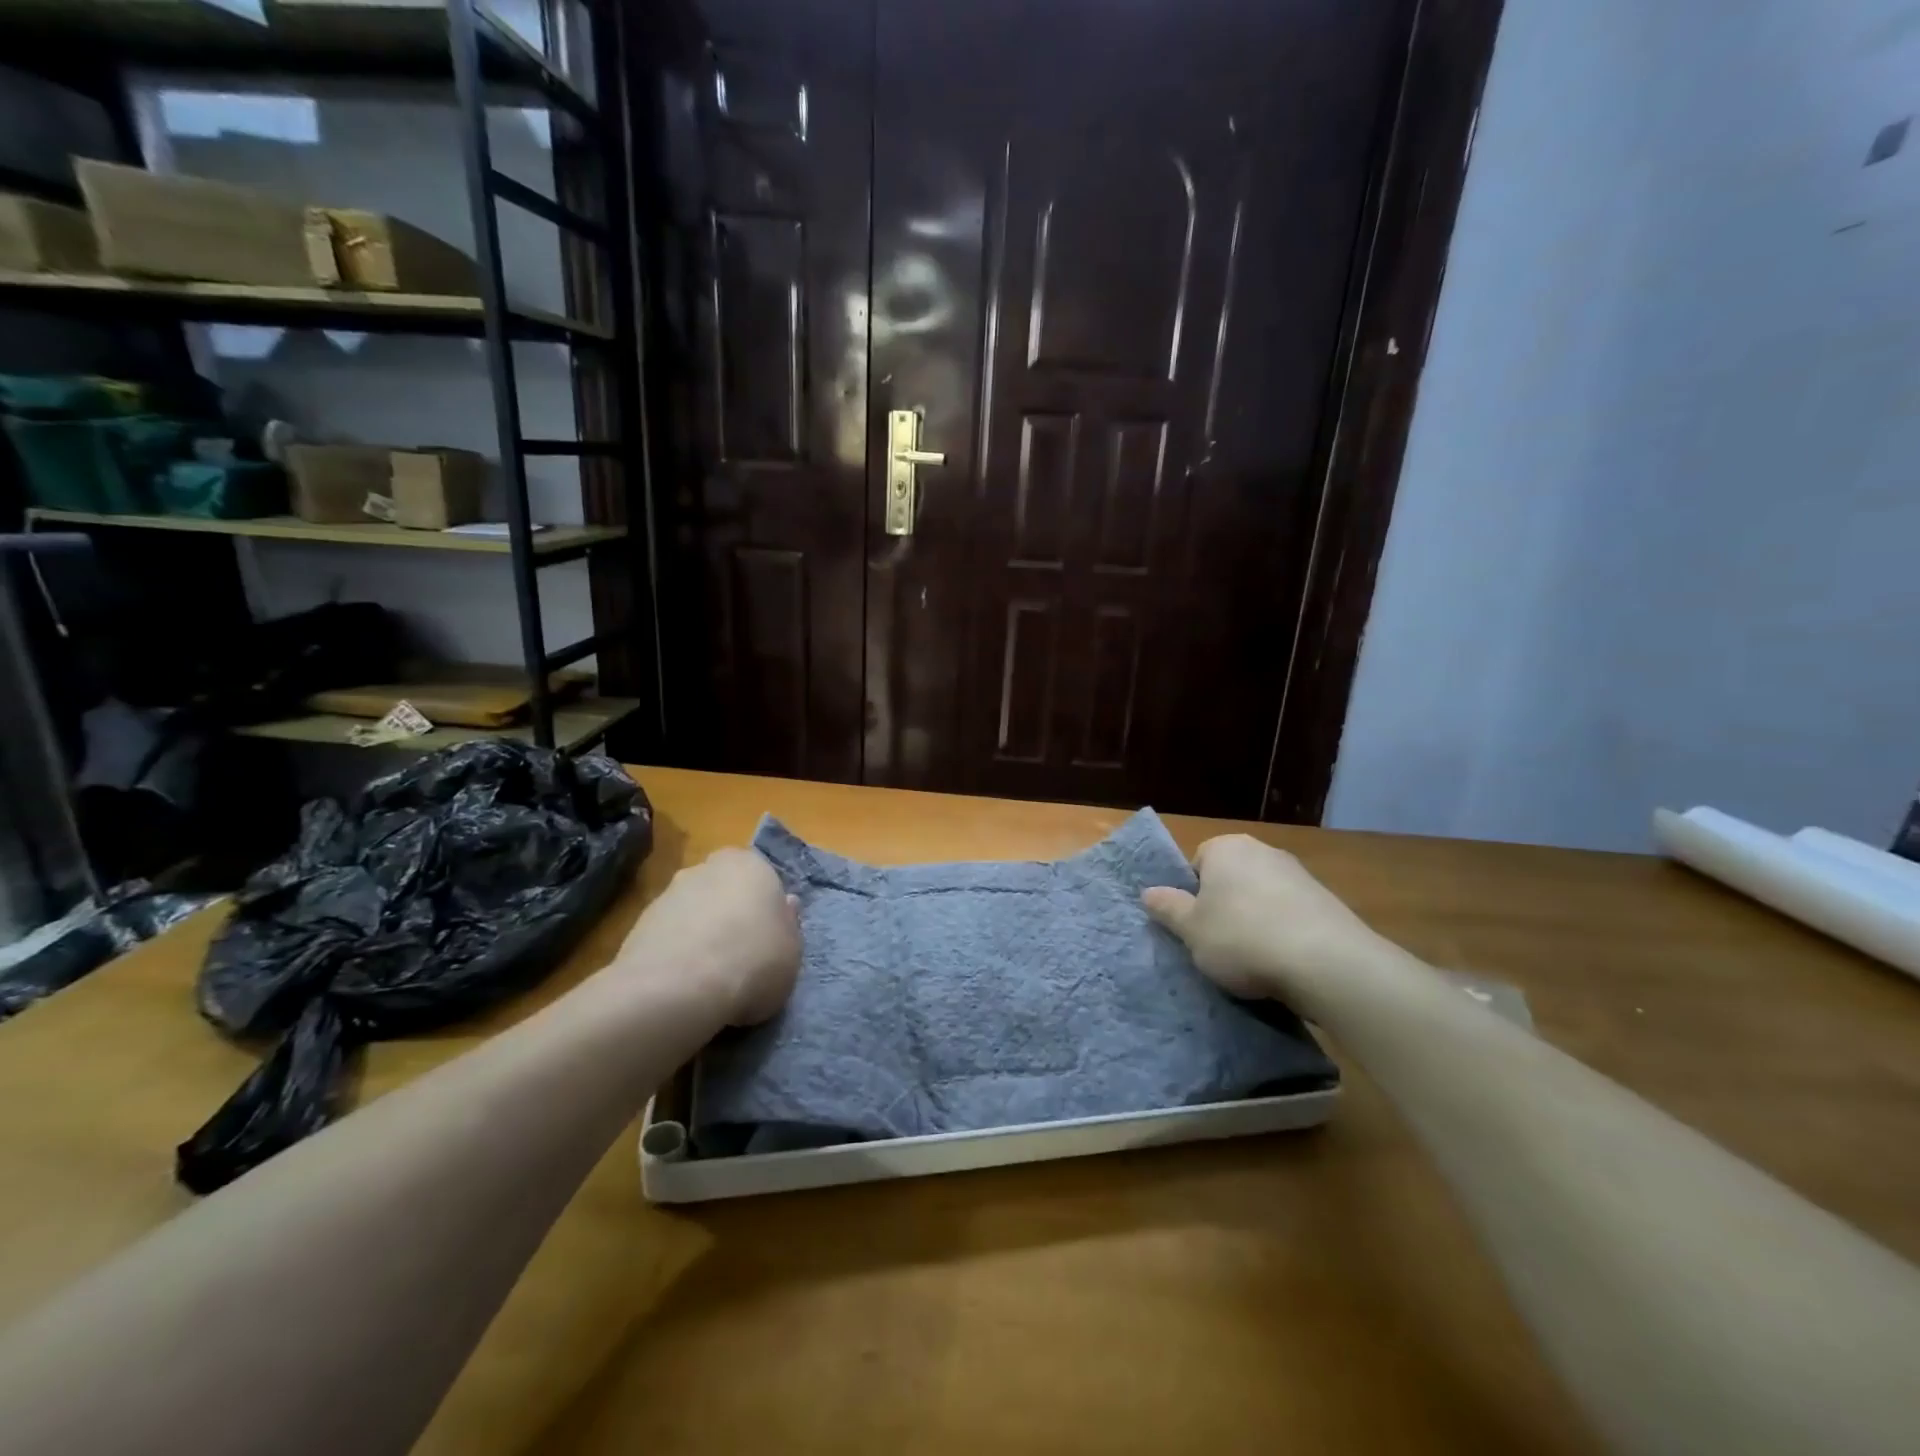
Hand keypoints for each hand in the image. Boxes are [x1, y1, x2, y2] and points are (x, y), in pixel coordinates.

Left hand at [612, 848, 800, 1025]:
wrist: (679, 988)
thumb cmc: (753, 961)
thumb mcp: (792, 951)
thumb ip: (788, 925)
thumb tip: (785, 905)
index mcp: (750, 865)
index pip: (761, 877)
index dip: (764, 908)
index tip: (768, 938)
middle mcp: (707, 867)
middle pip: (724, 890)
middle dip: (729, 914)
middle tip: (740, 953)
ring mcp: (668, 893)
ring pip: (694, 911)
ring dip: (700, 933)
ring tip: (708, 977)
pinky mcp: (639, 923)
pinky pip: (668, 935)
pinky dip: (676, 952)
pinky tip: (683, 983)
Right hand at [1142, 835, 1389, 1008]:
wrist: (1326, 963)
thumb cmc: (1242, 938)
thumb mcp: (1191, 930)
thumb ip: (1168, 909)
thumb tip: (1148, 893)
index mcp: (1225, 847)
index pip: (1196, 864)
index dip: (1192, 896)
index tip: (1195, 926)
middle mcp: (1262, 850)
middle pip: (1231, 878)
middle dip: (1224, 906)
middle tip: (1218, 944)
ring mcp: (1299, 874)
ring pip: (1262, 896)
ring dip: (1256, 920)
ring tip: (1254, 959)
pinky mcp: (1328, 901)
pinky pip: (1291, 914)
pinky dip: (1285, 932)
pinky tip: (1284, 961)